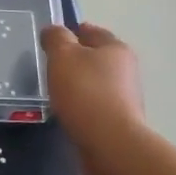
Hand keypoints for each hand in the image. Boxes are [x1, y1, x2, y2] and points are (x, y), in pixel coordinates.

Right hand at [41, 23, 144, 174]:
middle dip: (76, 59)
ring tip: (55, 90)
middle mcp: (126, 70)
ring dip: (79, 84)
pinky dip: (82, 105)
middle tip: (50, 65)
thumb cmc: (85, 92)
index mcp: (116, 48)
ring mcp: (125, 98)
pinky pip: (95, 106)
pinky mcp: (119, 121)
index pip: (92, 31)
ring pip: (96, 83)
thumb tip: (54, 31)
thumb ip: (56, 38)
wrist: (109, 143)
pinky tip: (67, 111)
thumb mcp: (63, 56)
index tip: (53, 39)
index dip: (72, 31)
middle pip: (96, 57)